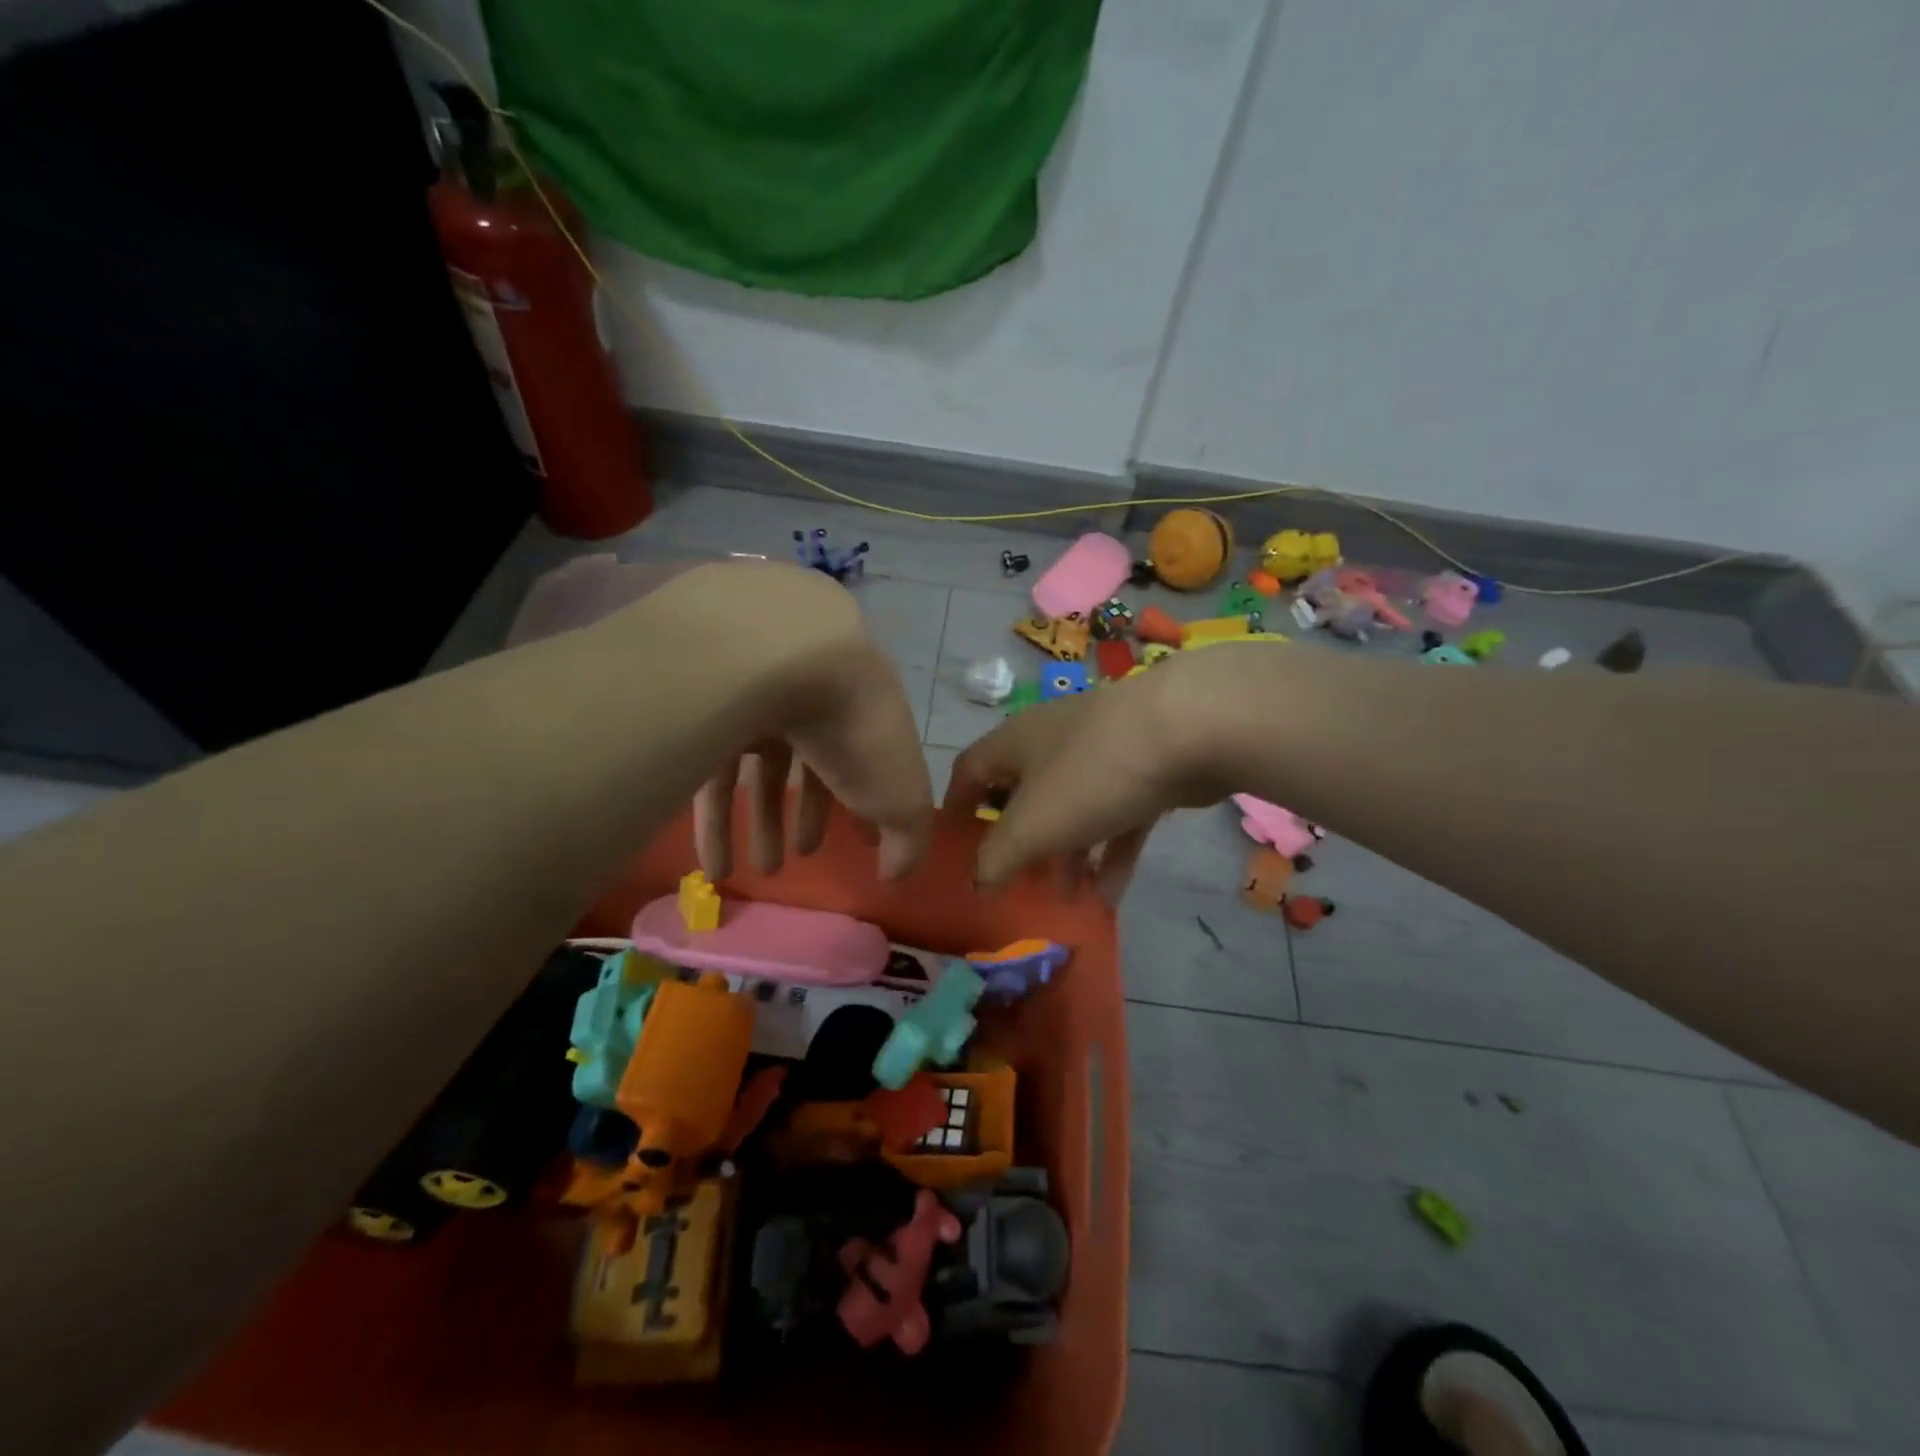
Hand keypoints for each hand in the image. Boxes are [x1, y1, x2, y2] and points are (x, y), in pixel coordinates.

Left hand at [693, 630, 931, 883]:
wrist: (788, 658)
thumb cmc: (857, 729)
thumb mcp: (900, 794)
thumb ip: (907, 838)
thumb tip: (895, 872)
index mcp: (861, 710)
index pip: (866, 760)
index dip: (866, 804)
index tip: (863, 842)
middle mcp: (809, 700)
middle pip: (807, 765)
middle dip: (807, 816)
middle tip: (801, 858)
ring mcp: (755, 700)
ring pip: (758, 770)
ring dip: (761, 826)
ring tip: (756, 875)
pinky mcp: (705, 711)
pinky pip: (710, 771)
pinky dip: (714, 823)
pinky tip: (713, 867)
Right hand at [944, 652, 1234, 903]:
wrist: (1190, 730)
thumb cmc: (1090, 774)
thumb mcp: (1031, 825)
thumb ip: (997, 858)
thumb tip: (977, 882)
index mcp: (1015, 743)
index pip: (971, 771)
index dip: (958, 807)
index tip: (955, 846)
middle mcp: (1053, 742)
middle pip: (1025, 795)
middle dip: (1021, 843)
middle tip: (1018, 883)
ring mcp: (1102, 754)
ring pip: (1073, 810)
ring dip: (1068, 856)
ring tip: (1068, 900)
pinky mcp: (1145, 770)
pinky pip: (1116, 817)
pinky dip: (1110, 852)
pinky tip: (1110, 896)